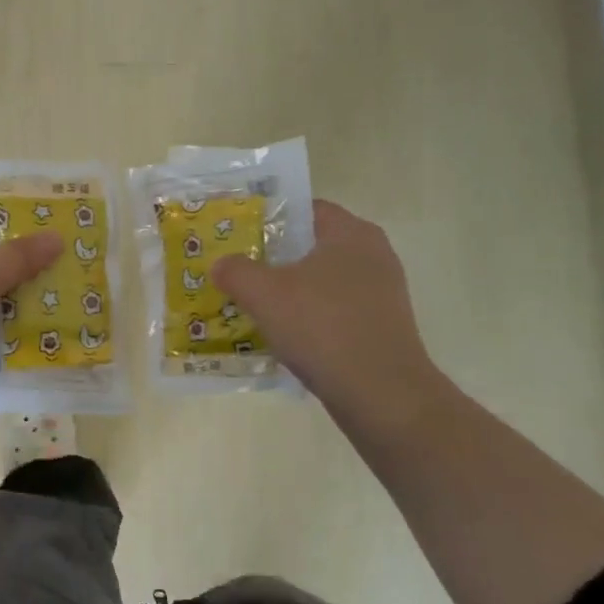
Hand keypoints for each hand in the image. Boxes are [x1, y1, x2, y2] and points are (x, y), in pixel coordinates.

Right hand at [212, 200, 444, 434]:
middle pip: (314, 246)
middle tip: (240, 269)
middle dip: (277, 257)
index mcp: (351, 233)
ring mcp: (382, 293)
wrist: (381, 394)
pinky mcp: (382, 327)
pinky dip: (311, 317)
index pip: (307, 209)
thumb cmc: (322, 327)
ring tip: (256, 305)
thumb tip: (221, 264)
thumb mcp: (264, 294)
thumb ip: (236, 271)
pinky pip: (336, 311)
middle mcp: (374, 255)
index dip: (271, 217)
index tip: (239, 234)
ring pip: (324, 282)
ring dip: (293, 291)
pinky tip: (286, 336)